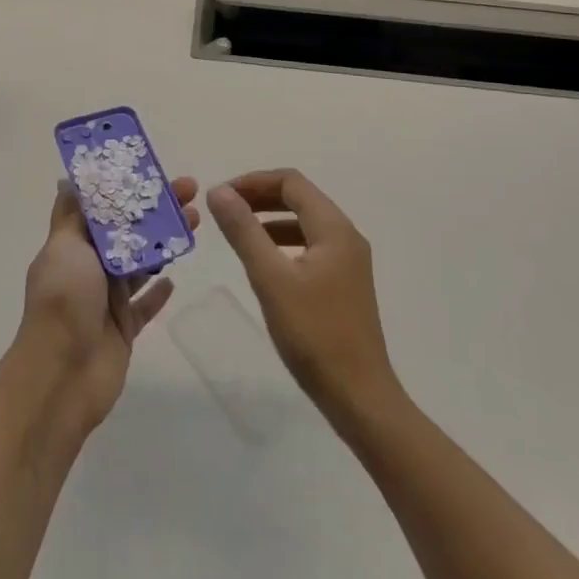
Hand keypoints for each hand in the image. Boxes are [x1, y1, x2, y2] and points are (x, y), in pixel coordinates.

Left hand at [18, 176, 200, 432]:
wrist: (62, 374)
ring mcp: (107, 299)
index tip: (155, 170)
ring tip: (194, 221)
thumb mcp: (64, 247)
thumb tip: (68, 179)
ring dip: (165, 242)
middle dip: (158, 211)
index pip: (105, 207)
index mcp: (74, 245)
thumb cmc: (63, 300)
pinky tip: (174, 278)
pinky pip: (145, 306)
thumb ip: (73, 215)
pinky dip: (158, 292)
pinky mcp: (124, 329)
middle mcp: (90, 268)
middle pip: (129, 232)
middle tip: (191, 192)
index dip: (129, 188)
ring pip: (142, 263)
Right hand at [208, 169, 398, 422]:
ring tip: (238, 231)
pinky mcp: (345, 283)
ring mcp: (349, 261)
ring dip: (271, 219)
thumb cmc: (314, 335)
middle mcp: (346, 236)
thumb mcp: (271, 279)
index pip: (291, 182)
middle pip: (300, 198)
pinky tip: (265, 262)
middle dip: (261, 197)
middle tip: (225, 209)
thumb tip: (219, 191)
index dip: (253, 181)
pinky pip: (311, 245)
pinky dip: (284, 242)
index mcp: (334, 228)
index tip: (221, 196)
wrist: (360, 398)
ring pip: (305, 222)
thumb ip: (244, 231)